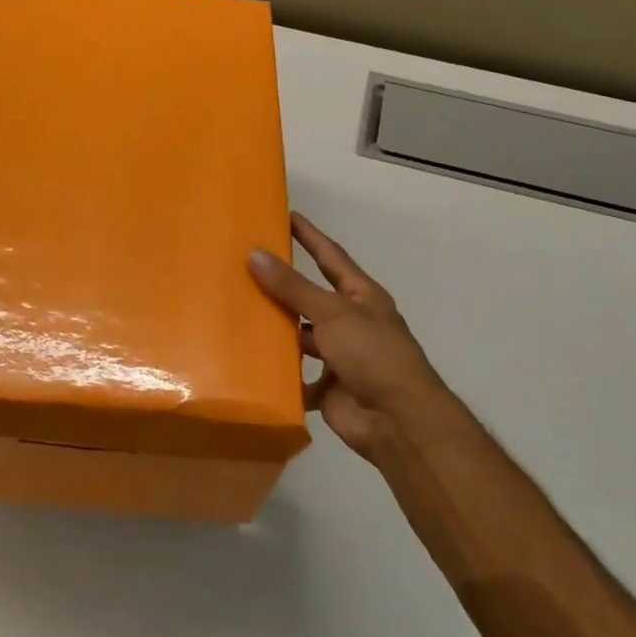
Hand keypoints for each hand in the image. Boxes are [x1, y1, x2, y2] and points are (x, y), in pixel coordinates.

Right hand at [248, 213, 459, 464]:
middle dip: (283, 284)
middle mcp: (351, 323)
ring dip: (277, 330)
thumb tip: (255, 254)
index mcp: (361, 297)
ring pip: (301, 337)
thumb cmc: (372, 354)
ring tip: (238, 313)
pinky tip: (249, 362)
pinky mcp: (327, 388)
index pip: (330, 256)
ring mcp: (340, 357)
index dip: (310, 236)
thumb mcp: (332, 312)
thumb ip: (293, 286)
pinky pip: (296, 376)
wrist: (397, 420)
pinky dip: (278, 373)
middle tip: (245, 266)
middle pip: (311, 297)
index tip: (286, 215)